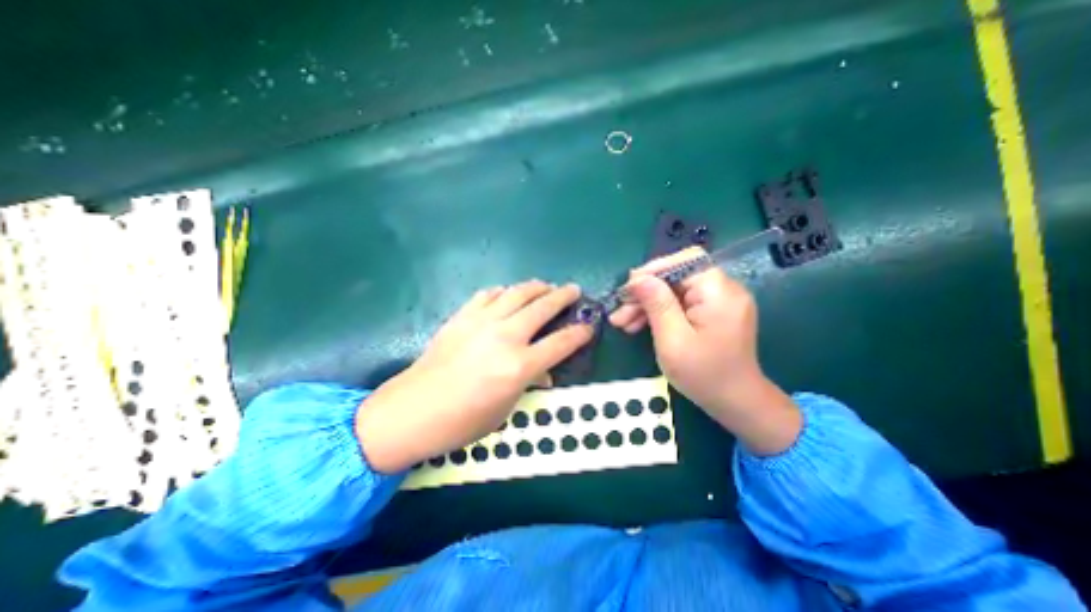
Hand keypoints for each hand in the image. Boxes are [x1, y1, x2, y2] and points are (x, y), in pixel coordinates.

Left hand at [354, 281, 592, 471]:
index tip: (589, 325)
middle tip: (573, 290)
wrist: (413, 409)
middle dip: (563, 296)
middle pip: (542, 307)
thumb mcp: (505, 410)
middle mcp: (505, 337)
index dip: (580, 332)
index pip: (561, 343)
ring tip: (546, 286)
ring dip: (536, 287)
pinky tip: (507, 294)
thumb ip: (528, 383)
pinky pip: (488, 295)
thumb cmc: (462, 421)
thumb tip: (543, 371)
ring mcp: (482, 322)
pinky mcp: (462, 316)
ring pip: (517, 293)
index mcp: (519, 366)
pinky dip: (503, 291)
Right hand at [605, 246, 799, 453]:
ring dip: (647, 304)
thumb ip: (657, 304)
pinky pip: (680, 303)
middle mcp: (723, 290)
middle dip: (645, 292)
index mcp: (719, 292)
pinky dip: (659, 312)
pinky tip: (637, 325)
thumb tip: (638, 278)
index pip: (685, 261)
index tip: (628, 287)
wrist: (735, 403)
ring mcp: (718, 301)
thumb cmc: (704, 375)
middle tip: (619, 311)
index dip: (654, 270)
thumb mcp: (673, 340)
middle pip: (676, 277)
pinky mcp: (711, 312)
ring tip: (622, 322)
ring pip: (674, 291)